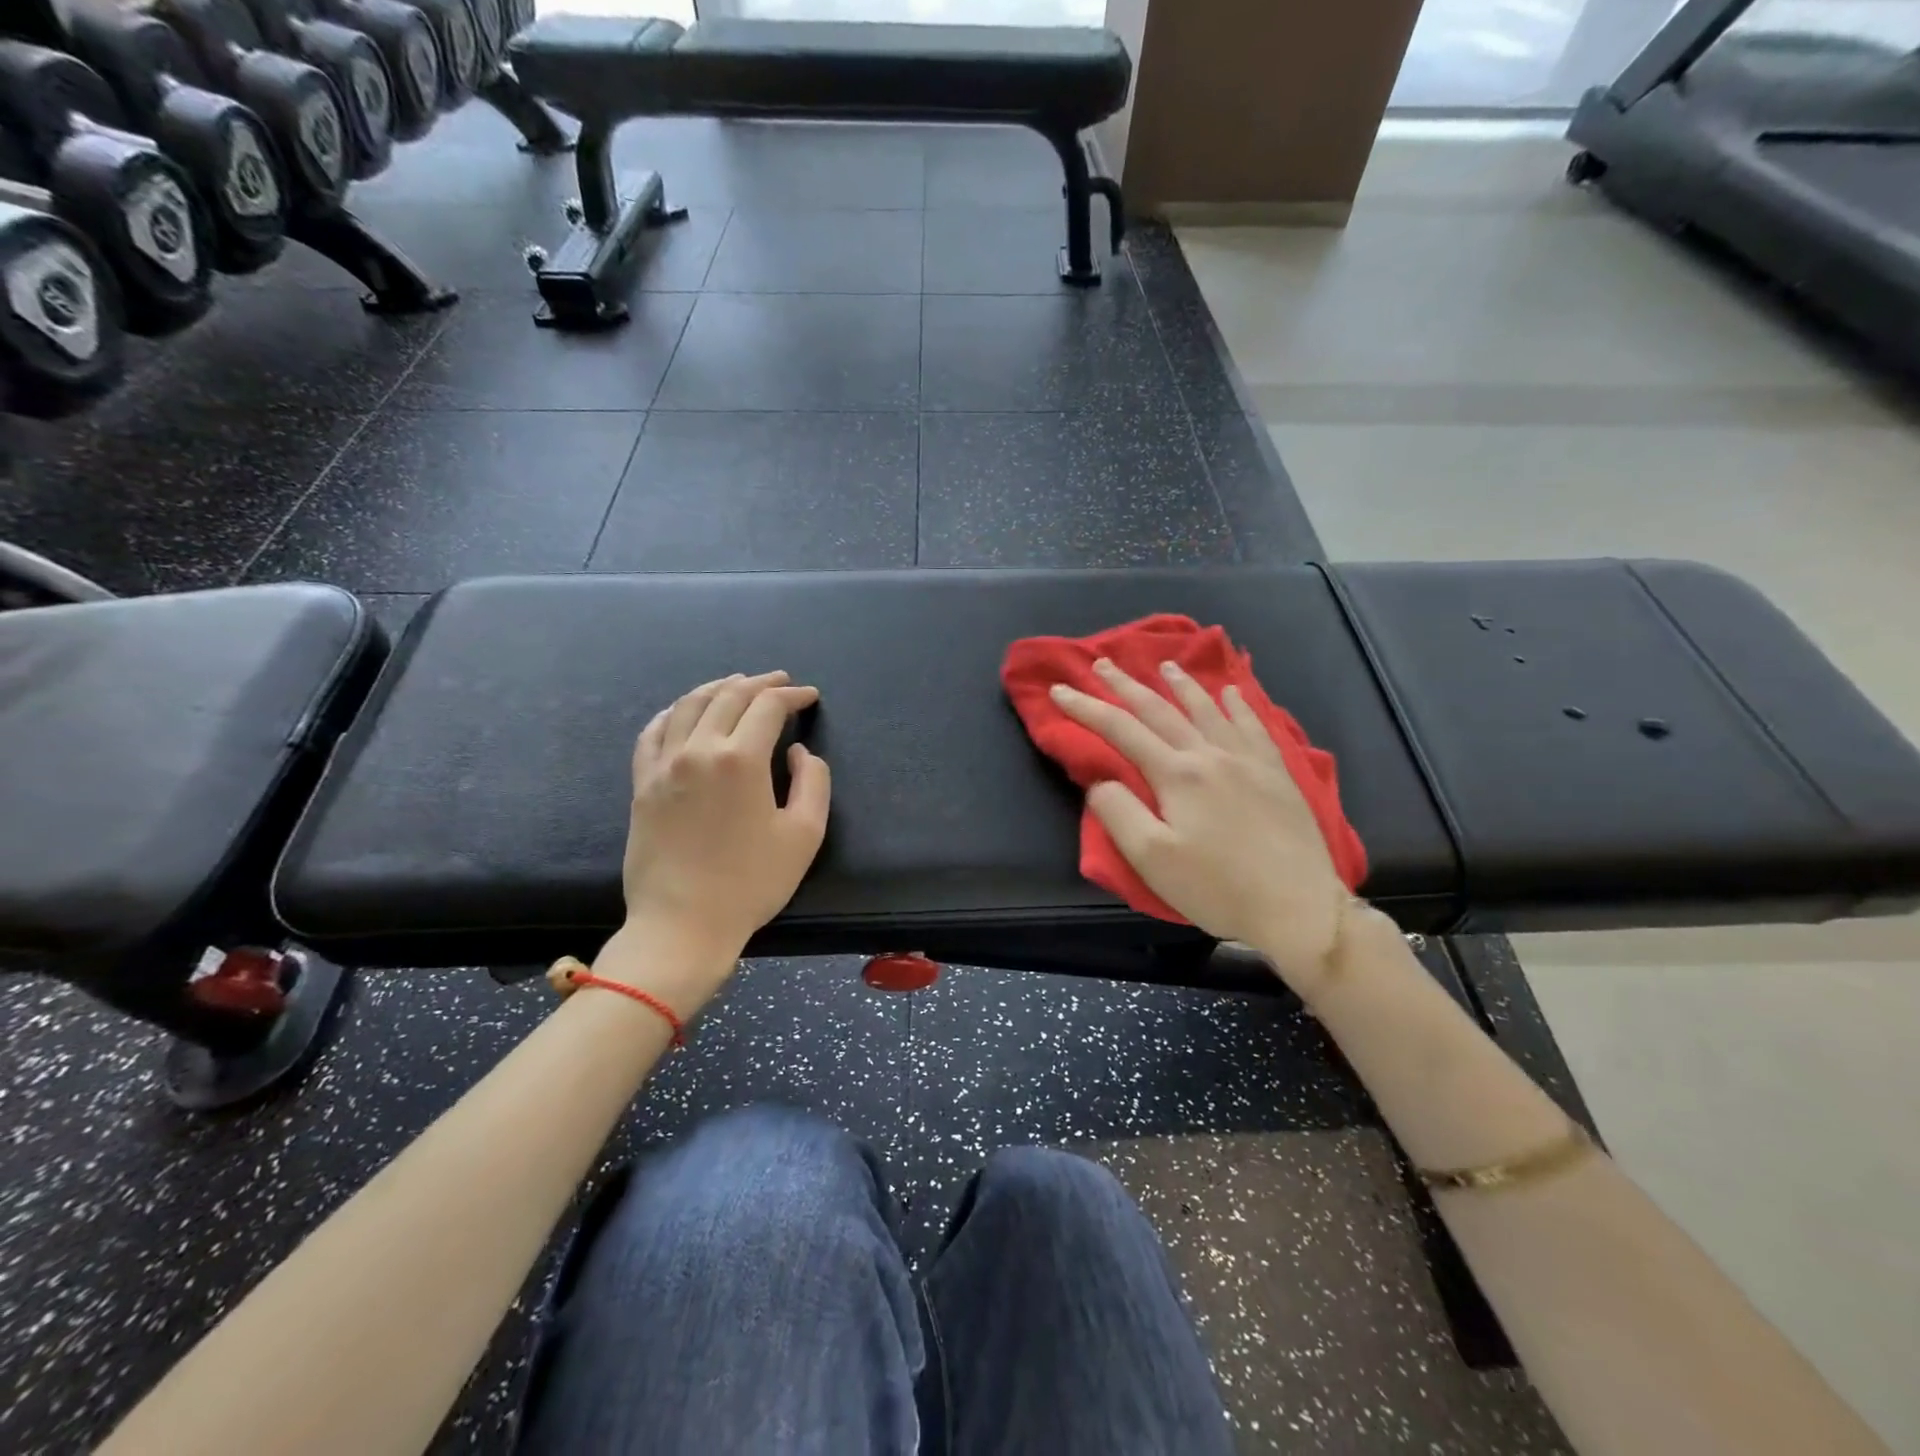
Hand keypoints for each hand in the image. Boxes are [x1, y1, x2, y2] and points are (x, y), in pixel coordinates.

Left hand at [612, 672, 830, 999]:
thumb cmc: (751, 883)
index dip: (792, 696)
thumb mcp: (804, 834)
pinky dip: (674, 712)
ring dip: (718, 688)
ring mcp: (663, 765)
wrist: (683, 924)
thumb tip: (796, 752)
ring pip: (689, 706)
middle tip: (780, 682)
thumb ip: (812, 781)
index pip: (768, 707)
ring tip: (737, 684)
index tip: (809, 697)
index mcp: (740, 759)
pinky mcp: (642, 784)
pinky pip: (653, 732)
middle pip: (728, 696)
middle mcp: (697, 750)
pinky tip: (684, 711)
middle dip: (759, 683)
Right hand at [1051, 658, 1353, 995]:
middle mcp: (1210, 755)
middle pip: (1160, 710)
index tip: (1059, 690)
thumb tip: (1101, 781)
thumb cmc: (1217, 888)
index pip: (1120, 730)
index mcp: (1176, 775)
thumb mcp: (1152, 860)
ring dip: (1181, 685)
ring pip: (1207, 710)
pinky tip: (1232, 692)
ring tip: (1165, 665)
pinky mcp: (1277, 773)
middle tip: (1103, 663)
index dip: (1086, 708)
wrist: (1298, 906)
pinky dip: (1238, 704)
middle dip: (1126, 685)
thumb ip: (1119, 813)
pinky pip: (1254, 725)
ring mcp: (1248, 761)